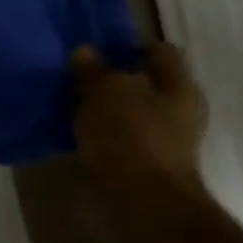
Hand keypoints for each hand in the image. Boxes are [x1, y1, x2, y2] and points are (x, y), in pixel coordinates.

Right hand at [70, 41, 207, 188]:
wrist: (139, 198)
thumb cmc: (130, 134)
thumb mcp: (104, 90)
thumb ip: (93, 68)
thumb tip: (84, 51)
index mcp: (179, 86)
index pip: (159, 51)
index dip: (127, 43)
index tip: (94, 46)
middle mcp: (175, 109)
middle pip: (140, 81)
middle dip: (108, 75)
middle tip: (72, 70)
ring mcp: (158, 137)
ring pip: (123, 108)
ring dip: (97, 103)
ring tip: (63, 96)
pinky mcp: (136, 160)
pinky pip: (111, 132)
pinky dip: (92, 127)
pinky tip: (67, 124)